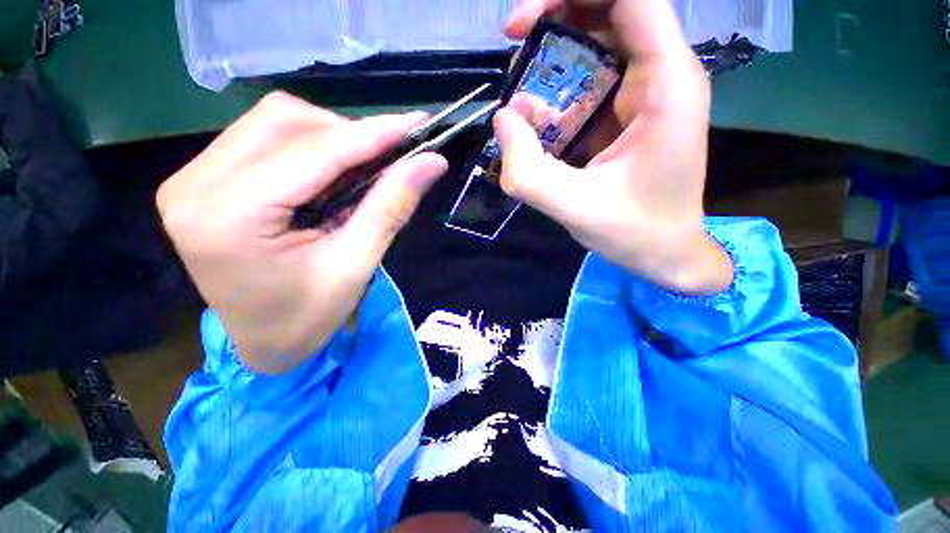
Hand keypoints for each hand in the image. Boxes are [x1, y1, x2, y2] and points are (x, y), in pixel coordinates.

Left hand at [157, 93, 447, 373]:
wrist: (263, 345)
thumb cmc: (309, 318)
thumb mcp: (356, 265)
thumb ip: (391, 207)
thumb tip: (431, 163)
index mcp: (228, 216)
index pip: (312, 152)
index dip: (372, 134)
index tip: (417, 123)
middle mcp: (196, 183)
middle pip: (285, 121)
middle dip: (349, 134)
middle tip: (391, 157)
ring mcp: (192, 177)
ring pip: (275, 122)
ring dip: (331, 138)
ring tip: (364, 169)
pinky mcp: (204, 180)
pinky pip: (265, 138)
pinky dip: (311, 147)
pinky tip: (334, 174)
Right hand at [498, 0, 732, 294]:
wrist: (665, 253)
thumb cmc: (633, 232)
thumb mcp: (574, 208)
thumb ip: (530, 171)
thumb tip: (502, 120)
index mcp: (666, 85)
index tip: (529, 16)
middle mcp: (663, 77)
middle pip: (614, 11)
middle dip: (559, 15)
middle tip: (513, 40)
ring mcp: (647, 95)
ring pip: (602, 43)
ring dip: (557, 54)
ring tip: (520, 86)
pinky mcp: (630, 116)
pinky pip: (594, 82)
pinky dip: (561, 89)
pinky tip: (538, 118)